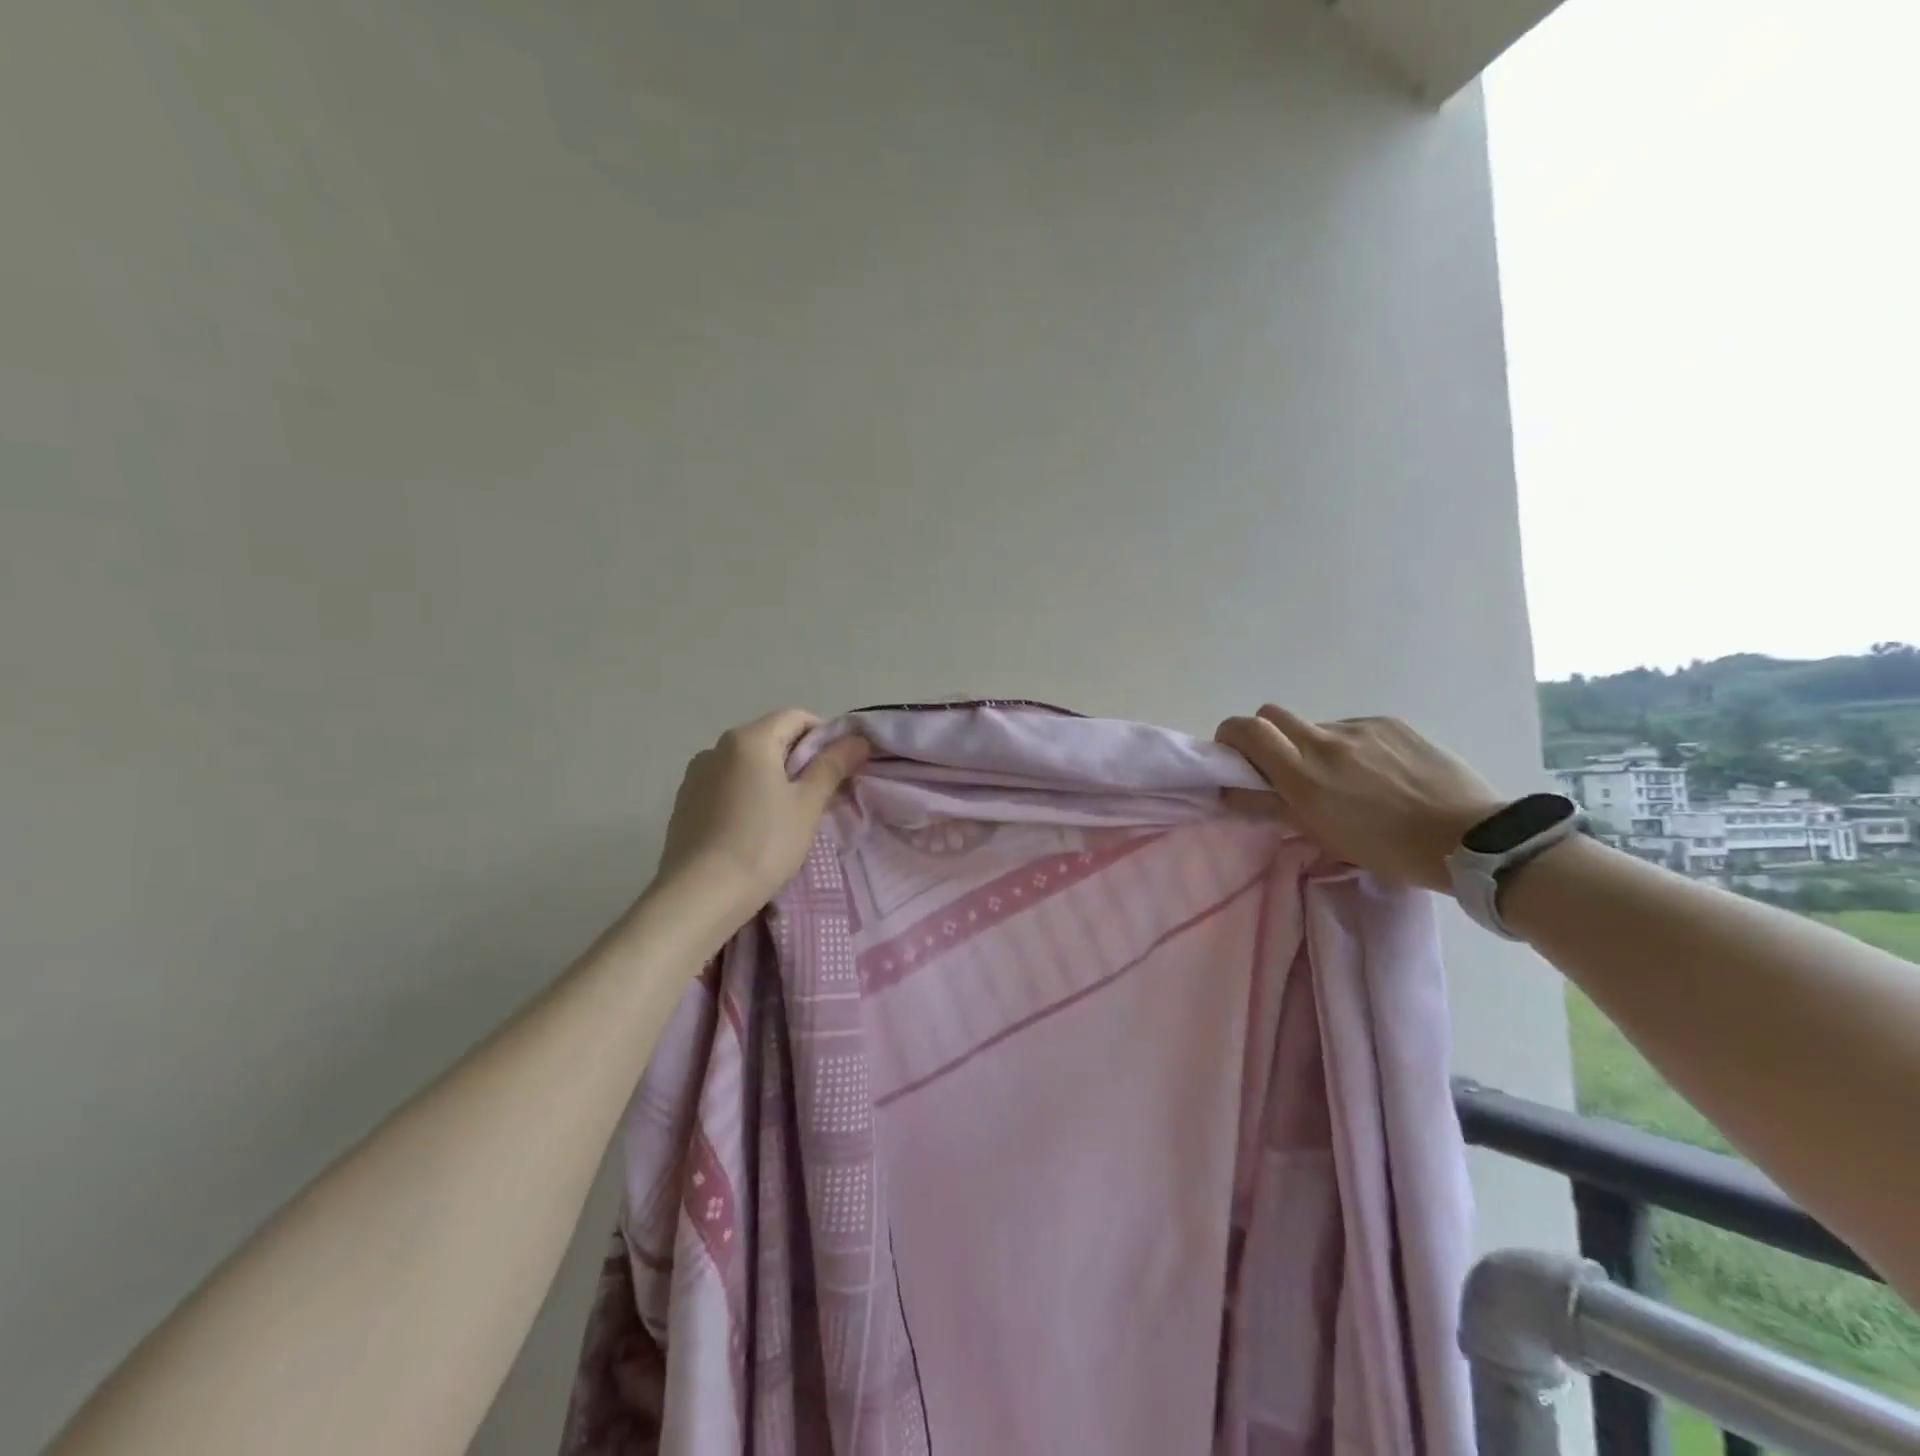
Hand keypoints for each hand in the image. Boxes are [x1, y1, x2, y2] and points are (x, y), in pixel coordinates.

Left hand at [655, 709, 870, 913]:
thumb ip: (832, 766)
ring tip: (784, 816)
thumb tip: (858, 739)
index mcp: (749, 739)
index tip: (838, 770)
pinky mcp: (684, 802)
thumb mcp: (807, 805)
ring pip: (746, 763)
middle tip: (818, 797)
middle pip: (770, 738)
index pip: (797, 717)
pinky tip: (752, 829)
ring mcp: (696, 774)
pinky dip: (745, 794)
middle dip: (799, 760)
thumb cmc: (763, 845)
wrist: (699, 895)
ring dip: (771, 777)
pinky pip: (725, 784)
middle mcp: (717, 747)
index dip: (825, 737)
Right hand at [1215, 705, 1502, 890]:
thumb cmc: (1388, 849)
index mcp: (1304, 773)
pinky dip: (1349, 747)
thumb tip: (1230, 792)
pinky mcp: (1391, 724)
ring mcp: (1361, 728)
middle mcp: (1326, 741)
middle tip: (1279, 766)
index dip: (1230, 734)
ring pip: (1315, 726)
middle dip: (1265, 735)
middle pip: (1272, 715)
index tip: (1232, 754)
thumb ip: (1270, 807)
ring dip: (1312, 746)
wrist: (1472, 838)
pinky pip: (1353, 729)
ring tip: (1343, 780)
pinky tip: (1377, 774)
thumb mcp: (1321, 834)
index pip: (1247, 729)